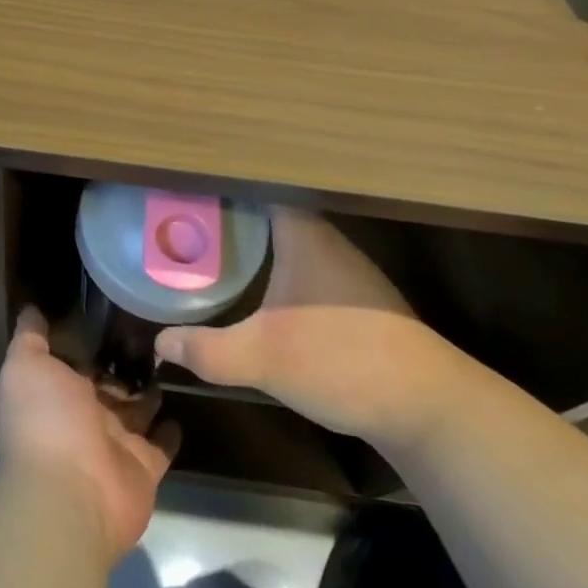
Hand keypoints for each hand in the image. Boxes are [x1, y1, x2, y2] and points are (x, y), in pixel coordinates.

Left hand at [0, 306, 178, 562]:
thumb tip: (30, 307)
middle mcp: (86, 416)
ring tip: (175, 356)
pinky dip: (170, 430)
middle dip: (127, 362)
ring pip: (138, 409)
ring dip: (150, 390)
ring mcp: (117, 442)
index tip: (116, 307)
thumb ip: (29, 337)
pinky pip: (161, 444)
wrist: (71, 491)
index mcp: (59, 391)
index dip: (94, 338)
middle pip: (110, 384)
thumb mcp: (26, 366)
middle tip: (156, 328)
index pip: (80, 360)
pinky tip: (182, 405)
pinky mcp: (145, 466)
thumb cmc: (45, 419)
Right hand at [155, 208, 468, 449]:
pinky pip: (304, 266)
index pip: (260, 186)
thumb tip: (159, 343)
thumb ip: (207, 350)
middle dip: (230, 213)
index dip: (224, 182)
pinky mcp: (357, 299)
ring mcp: (346, 270)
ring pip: (289, 239)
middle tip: (186, 220)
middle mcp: (327, 240)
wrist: (428, 406)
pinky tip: (258, 289)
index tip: (188, 186)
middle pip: (271, 210)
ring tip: (212, 248)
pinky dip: (276, 268)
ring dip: (255, 241)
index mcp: (304, 233)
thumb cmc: (341, 359)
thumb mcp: (263, 357)